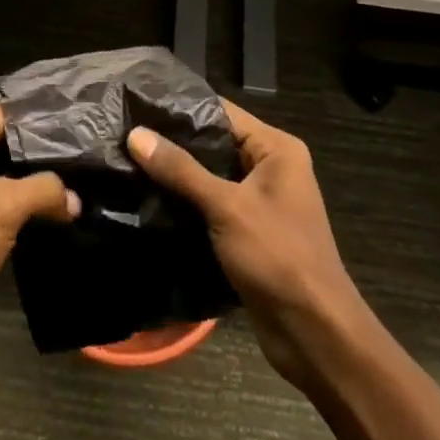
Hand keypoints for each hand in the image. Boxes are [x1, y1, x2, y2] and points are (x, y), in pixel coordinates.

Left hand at [0, 104, 77, 321]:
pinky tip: (45, 223)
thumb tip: (75, 198)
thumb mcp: (1, 208)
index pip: (7, 115)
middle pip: (3, 144)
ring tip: (76, 193)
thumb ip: (43, 191)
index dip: (45, 125)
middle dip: (41, 159)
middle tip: (86, 167)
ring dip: (28, 189)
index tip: (85, 135)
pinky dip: (12, 214)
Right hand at [128, 100, 367, 388]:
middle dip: (172, 143)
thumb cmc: (278, 257)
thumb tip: (135, 134)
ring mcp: (259, 201)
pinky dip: (185, 203)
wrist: (315, 335)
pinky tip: (147, 199)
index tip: (136, 104)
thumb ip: (181, 170)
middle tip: (124, 133)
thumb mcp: (227, 207)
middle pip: (213, 143)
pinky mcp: (247, 231)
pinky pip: (211, 205)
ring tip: (126, 162)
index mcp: (276, 148)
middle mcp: (270, 167)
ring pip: (209, 176)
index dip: (179, 107)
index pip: (220, 111)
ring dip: (175, 175)